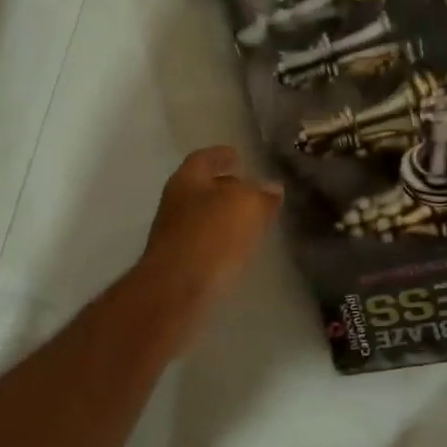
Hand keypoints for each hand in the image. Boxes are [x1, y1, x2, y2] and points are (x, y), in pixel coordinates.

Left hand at [135, 146, 281, 337]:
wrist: (177, 291)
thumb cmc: (211, 236)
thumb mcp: (246, 205)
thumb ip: (261, 194)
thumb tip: (272, 189)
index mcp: (186, 180)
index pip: (204, 158)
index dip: (221, 155)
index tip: (238, 155)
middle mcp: (175, 203)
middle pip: (202, 188)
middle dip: (226, 186)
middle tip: (252, 189)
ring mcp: (175, 235)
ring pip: (204, 217)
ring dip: (226, 216)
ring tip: (253, 219)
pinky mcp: (181, 264)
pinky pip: (206, 243)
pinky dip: (223, 240)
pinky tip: (240, 248)